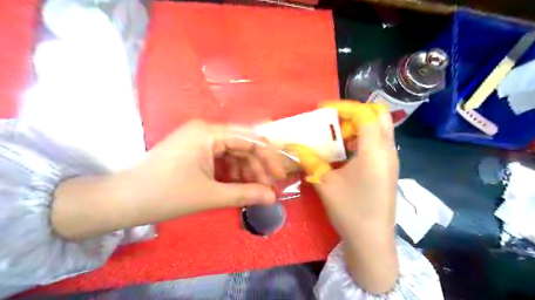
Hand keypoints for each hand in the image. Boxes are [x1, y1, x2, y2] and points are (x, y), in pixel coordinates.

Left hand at [52, 120, 285, 238]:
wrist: (122, 201)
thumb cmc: (165, 195)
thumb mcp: (209, 195)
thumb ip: (245, 194)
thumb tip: (272, 197)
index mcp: (208, 133)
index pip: (249, 139)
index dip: (267, 157)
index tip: (279, 177)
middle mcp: (205, 130)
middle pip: (242, 145)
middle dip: (256, 167)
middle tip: (267, 189)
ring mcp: (199, 140)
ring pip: (233, 153)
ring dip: (245, 171)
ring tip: (253, 191)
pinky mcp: (194, 151)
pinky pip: (221, 159)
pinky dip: (231, 173)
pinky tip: (237, 186)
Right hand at [289, 101, 396, 293]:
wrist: (372, 241)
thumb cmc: (350, 211)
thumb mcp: (326, 184)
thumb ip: (310, 161)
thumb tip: (293, 147)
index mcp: (375, 151)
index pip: (365, 113)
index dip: (343, 106)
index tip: (322, 109)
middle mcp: (388, 150)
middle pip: (379, 115)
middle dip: (354, 113)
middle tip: (334, 122)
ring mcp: (390, 160)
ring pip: (379, 129)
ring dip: (357, 126)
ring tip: (336, 138)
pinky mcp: (387, 169)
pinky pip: (377, 143)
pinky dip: (361, 139)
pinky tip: (344, 153)